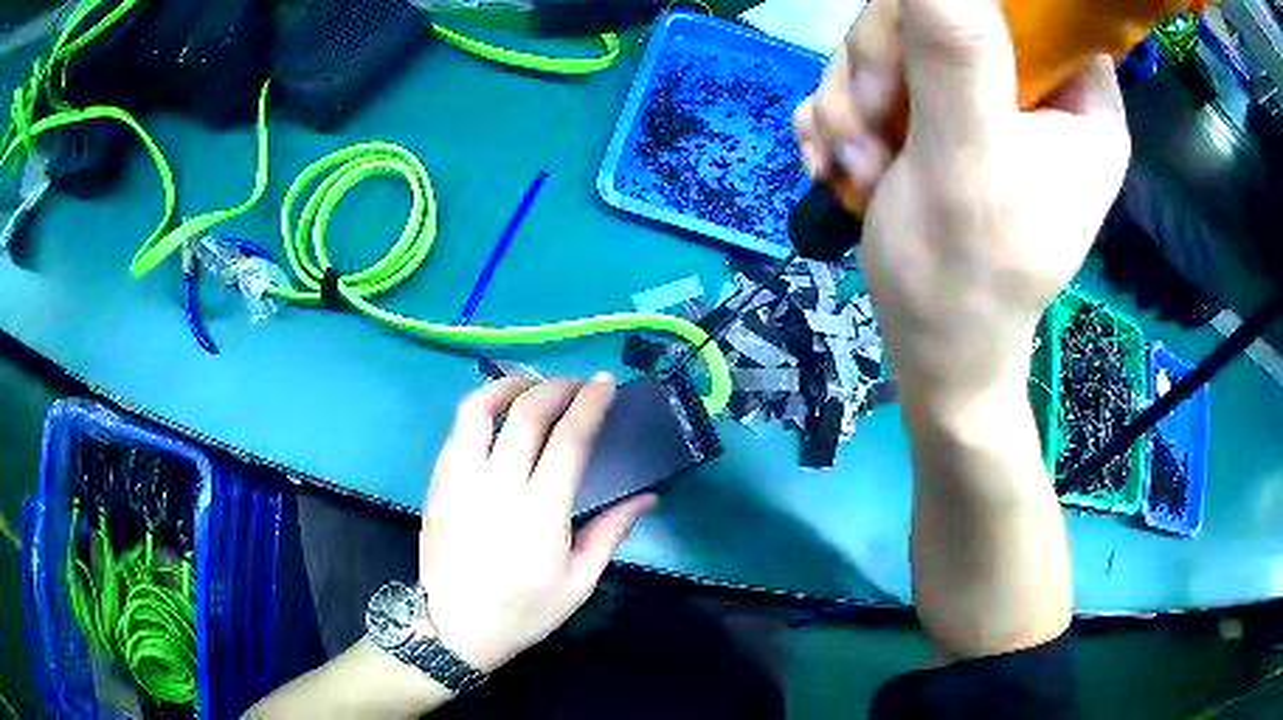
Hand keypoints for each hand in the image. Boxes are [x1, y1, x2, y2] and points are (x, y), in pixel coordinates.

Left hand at [418, 375, 654, 673]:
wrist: (451, 628)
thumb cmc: (522, 612)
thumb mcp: (578, 583)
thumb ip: (611, 532)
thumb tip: (647, 496)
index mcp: (538, 513)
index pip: (568, 439)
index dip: (590, 403)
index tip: (605, 383)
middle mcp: (495, 486)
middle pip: (525, 413)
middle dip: (556, 386)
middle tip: (576, 383)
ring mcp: (458, 481)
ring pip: (477, 410)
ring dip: (508, 386)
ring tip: (531, 386)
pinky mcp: (436, 483)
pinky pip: (456, 432)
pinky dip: (481, 413)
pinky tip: (497, 421)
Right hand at [796, 0, 1129, 397]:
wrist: (927, 345)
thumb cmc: (966, 277)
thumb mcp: (968, 160)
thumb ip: (957, 53)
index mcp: (1078, 100)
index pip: (1030, 6)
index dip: (967, 9)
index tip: (917, 50)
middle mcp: (1033, 89)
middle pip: (941, 12)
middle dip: (882, 65)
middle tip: (865, 127)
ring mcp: (979, 99)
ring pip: (894, 41)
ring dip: (851, 98)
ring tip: (850, 162)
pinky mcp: (935, 112)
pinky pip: (871, 75)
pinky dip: (841, 114)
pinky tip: (837, 161)